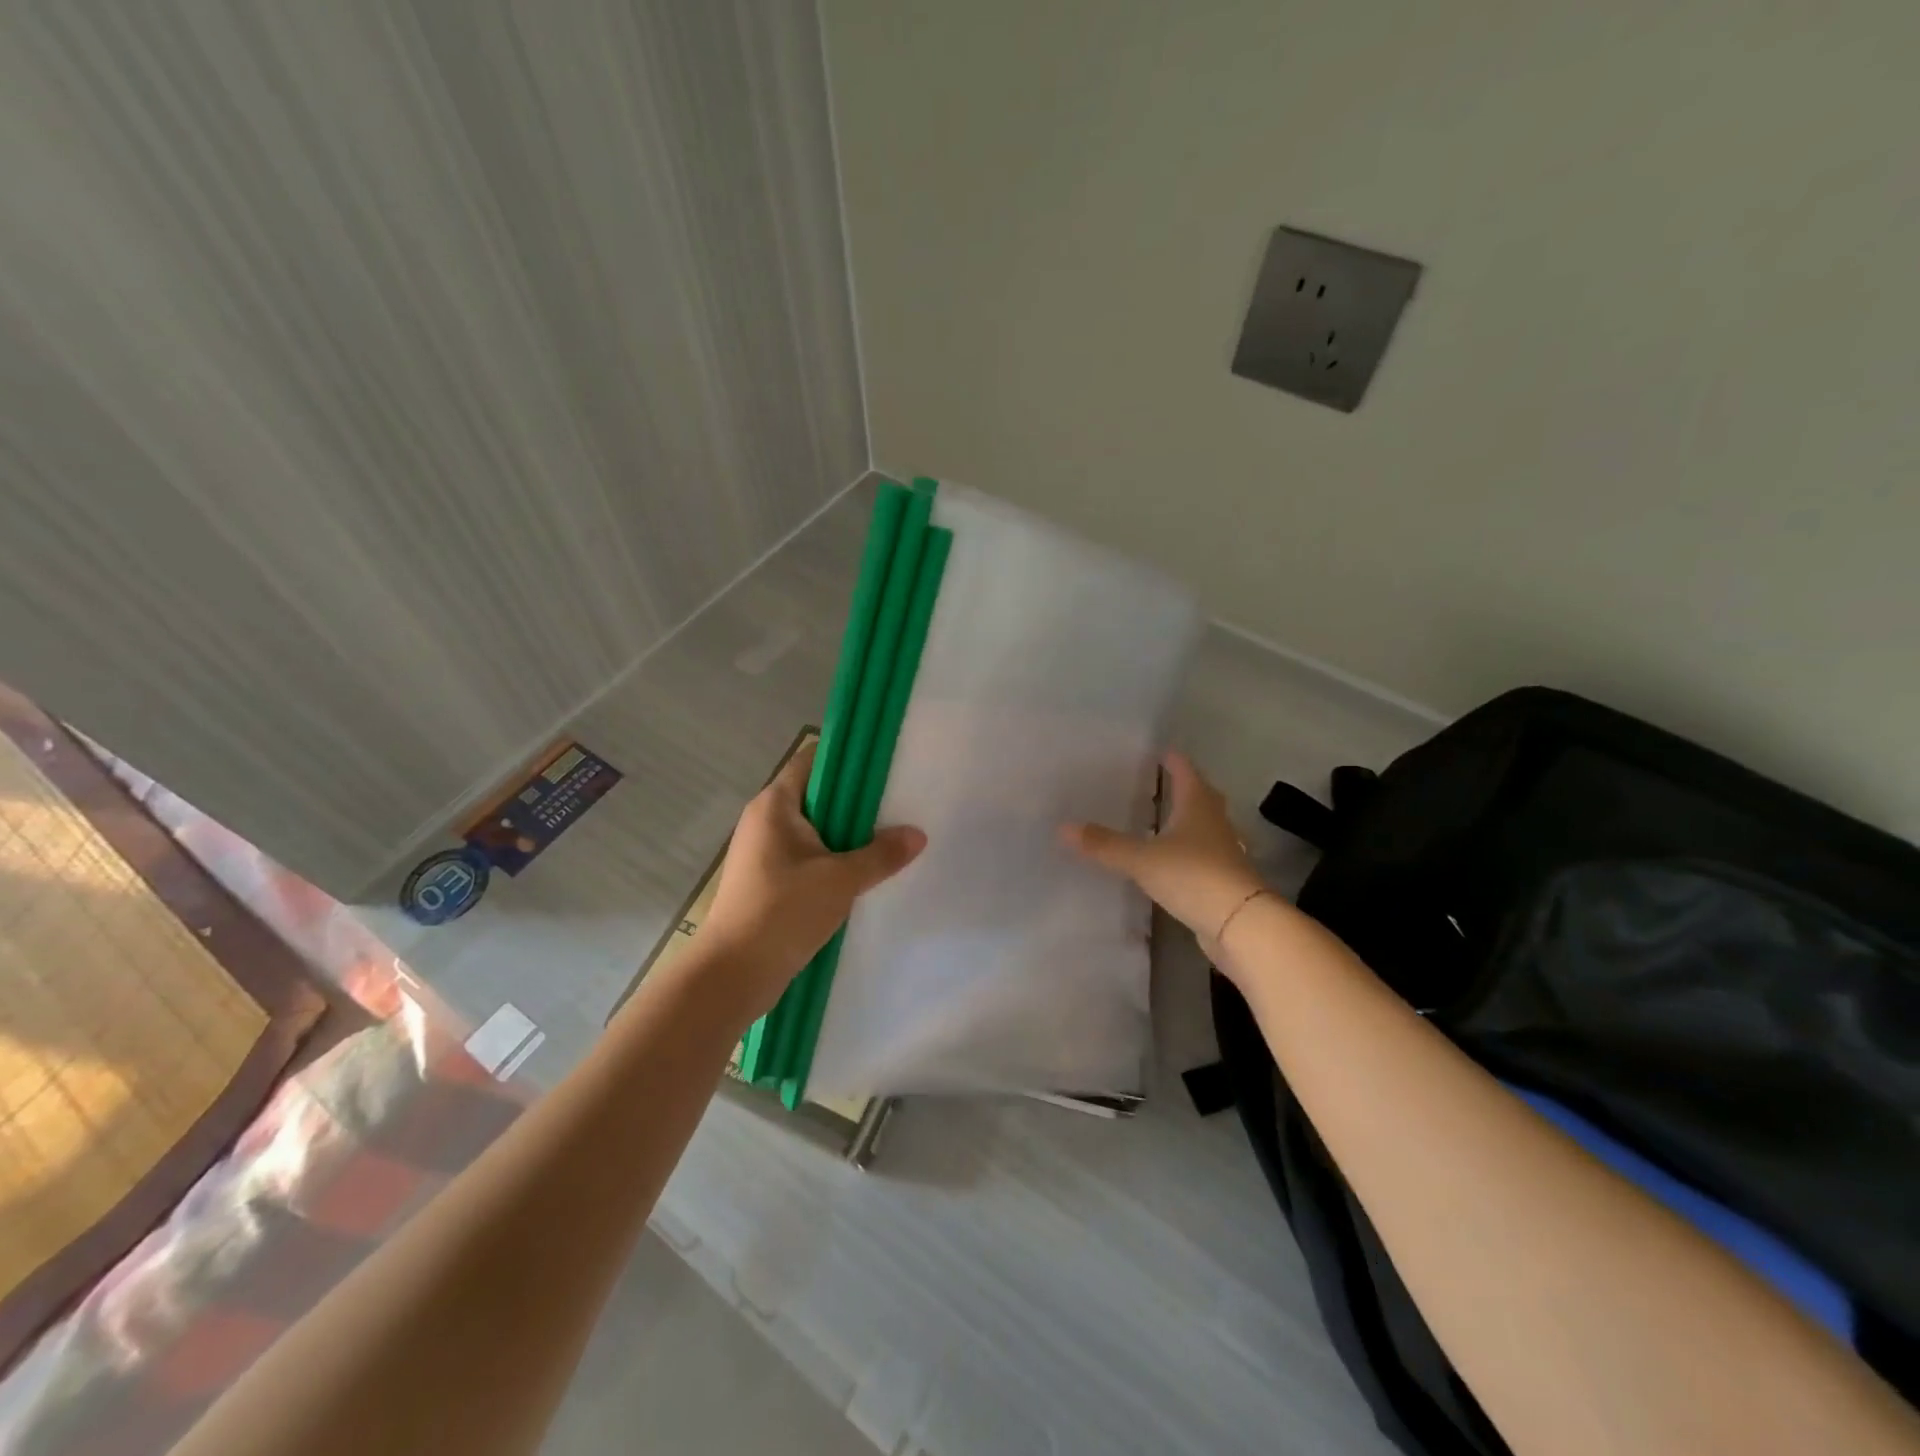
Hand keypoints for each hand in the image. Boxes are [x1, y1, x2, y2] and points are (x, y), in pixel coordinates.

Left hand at [698, 741, 925, 1016]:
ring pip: (814, 829)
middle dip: (856, 802)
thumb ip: (881, 854)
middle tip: (897, 808)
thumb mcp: (841, 881)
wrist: (732, 974)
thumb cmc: (782, 912)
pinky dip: (833, 860)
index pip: (813, 760)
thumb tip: (917, 834)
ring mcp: (763, 851)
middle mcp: (765, 819)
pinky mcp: (767, 879)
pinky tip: (862, 874)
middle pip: (817, 794)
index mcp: (775, 805)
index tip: (884, 769)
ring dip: (847, 835)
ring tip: (887, 841)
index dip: (848, 759)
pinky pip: (807, 856)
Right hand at [1061, 751, 1266, 956]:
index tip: (1160, 750)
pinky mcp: (1223, 877)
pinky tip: (1172, 858)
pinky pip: (1203, 853)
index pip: (1185, 772)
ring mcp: (1223, 850)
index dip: (1173, 760)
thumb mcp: (1142, 859)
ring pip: (1204, 825)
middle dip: (1183, 787)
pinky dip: (1188, 849)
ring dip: (1187, 819)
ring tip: (1162, 818)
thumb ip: (1105, 844)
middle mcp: (1215, 821)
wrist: (1240, 923)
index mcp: (1198, 805)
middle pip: (1201, 795)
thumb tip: (1063, 827)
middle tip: (1159, 781)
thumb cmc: (1193, 876)